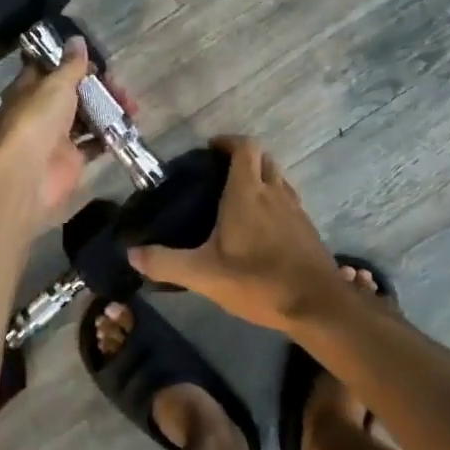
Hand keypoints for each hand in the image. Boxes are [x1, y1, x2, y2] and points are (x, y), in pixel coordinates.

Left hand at [0, 39, 135, 223]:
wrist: (27, 175)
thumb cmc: (36, 120)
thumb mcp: (55, 85)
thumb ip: (71, 65)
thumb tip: (77, 39)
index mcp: (30, 88)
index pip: (53, 68)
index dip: (75, 63)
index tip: (99, 62)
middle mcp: (42, 110)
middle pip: (74, 93)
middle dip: (100, 88)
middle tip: (121, 89)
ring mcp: (56, 135)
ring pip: (86, 117)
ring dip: (108, 110)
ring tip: (132, 107)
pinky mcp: (71, 159)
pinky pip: (94, 143)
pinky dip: (109, 136)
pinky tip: (127, 128)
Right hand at [127, 137, 342, 328]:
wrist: (318, 307)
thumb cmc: (258, 282)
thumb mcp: (204, 275)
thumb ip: (166, 262)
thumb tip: (131, 254)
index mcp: (247, 192)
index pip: (244, 147)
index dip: (228, 141)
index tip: (209, 149)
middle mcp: (274, 192)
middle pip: (262, 158)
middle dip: (242, 157)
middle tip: (219, 173)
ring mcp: (295, 209)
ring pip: (278, 178)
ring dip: (260, 177)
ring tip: (237, 198)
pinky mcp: (307, 228)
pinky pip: (288, 200)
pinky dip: (273, 200)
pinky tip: (260, 227)